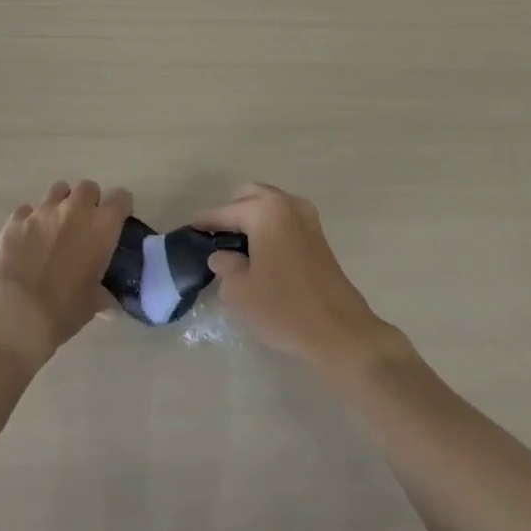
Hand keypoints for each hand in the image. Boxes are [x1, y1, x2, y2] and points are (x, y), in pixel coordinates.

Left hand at [0, 180, 130, 368]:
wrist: (16, 316)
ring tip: (55, 228)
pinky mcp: (15, 220)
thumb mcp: (93, 304)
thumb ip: (104, 294)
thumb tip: (110, 303)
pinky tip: (27, 241)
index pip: (121, 198)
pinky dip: (30, 221)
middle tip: (84, 226)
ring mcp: (42, 211)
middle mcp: (74, 210)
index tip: (118, 222)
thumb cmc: (64, 311)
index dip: (121, 208)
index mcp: (101, 227)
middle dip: (89, 202)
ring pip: (58, 190)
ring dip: (61, 204)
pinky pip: (26, 210)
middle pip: (88, 187)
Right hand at [195, 183, 407, 380]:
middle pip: (252, 196)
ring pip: (271, 208)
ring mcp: (308, 220)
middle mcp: (288, 205)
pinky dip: (271, 230)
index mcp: (265, 210)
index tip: (191, 228)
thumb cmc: (283, 308)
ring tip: (238, 248)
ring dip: (254, 220)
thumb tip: (222, 256)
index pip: (227, 211)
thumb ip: (224, 266)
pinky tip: (261, 255)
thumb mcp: (239, 291)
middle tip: (218, 237)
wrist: (340, 333)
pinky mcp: (320, 240)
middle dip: (233, 212)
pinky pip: (286, 223)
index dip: (207, 221)